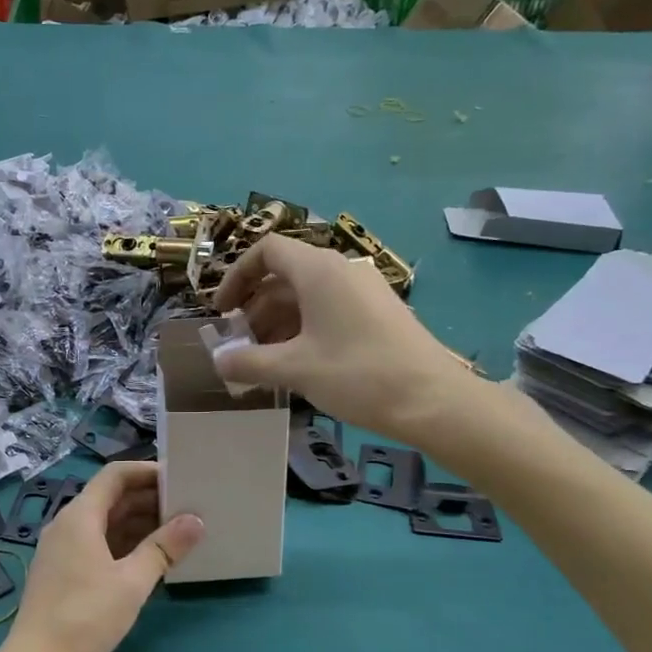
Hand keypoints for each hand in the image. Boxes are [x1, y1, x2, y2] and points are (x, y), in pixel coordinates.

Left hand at [0, 462, 202, 651]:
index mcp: (79, 516)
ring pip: (106, 524)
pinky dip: (126, 545)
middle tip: (188, 506)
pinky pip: (99, 546)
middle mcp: (68, 525)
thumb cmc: (85, 617)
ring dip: (139, 523)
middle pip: (111, 498)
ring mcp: (64, 551)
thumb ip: (164, 547)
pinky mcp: (65, 574)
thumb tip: (196, 520)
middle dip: (148, 498)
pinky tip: (152, 559)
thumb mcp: (132, 582)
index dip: (147, 471)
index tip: (180, 477)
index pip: (115, 475)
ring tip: (178, 531)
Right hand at [211, 235, 473, 438]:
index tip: (223, 312)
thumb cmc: (358, 374)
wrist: (433, 400)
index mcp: (318, 269)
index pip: (266, 250)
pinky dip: (306, 328)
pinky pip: (330, 308)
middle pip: (285, 275)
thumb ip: (249, 362)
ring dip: (279, 322)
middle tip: (242, 346)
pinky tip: (300, 364)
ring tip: (266, 361)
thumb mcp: (295, 369)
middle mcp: (341, 269)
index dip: (237, 276)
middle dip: (256, 308)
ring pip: (308, 295)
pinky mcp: (379, 312)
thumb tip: (218, 362)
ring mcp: (364, 290)